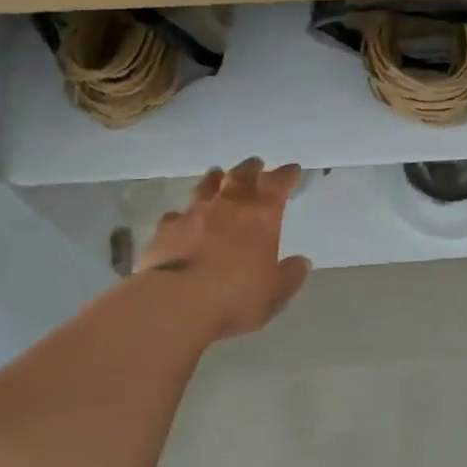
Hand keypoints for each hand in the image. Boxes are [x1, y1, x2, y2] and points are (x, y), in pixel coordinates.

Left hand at [136, 158, 311, 339]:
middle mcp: (227, 206)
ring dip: (214, 180)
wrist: (176, 303)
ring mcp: (193, 214)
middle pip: (240, 176)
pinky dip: (182, 214)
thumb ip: (289, 276)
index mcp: (261, 216)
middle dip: (251, 169)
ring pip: (206, 187)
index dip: (286, 175)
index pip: (277, 184)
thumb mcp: (274, 293)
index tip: (292, 170)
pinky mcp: (165, 229)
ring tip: (217, 175)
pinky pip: (176, 215)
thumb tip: (301, 262)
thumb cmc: (235, 297)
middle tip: (256, 163)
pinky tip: (180, 218)